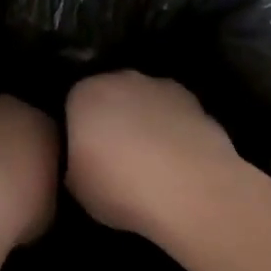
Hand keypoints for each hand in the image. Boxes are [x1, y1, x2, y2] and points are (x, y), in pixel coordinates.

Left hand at [0, 96, 59, 247]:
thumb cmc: (15, 212)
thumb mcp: (46, 208)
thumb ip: (41, 188)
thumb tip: (31, 192)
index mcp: (42, 124)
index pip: (45, 135)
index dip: (37, 159)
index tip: (31, 183)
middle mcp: (7, 108)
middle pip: (7, 123)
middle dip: (4, 146)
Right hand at [65, 71, 239, 240]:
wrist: (190, 189)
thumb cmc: (119, 186)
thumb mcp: (75, 186)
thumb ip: (75, 162)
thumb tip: (84, 160)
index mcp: (84, 94)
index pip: (73, 105)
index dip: (79, 132)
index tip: (85, 158)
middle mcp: (122, 80)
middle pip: (111, 97)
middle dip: (112, 121)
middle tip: (115, 160)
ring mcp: (163, 88)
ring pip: (145, 104)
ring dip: (145, 124)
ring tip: (150, 164)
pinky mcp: (197, 103)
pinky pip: (174, 117)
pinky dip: (173, 133)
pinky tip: (176, 164)